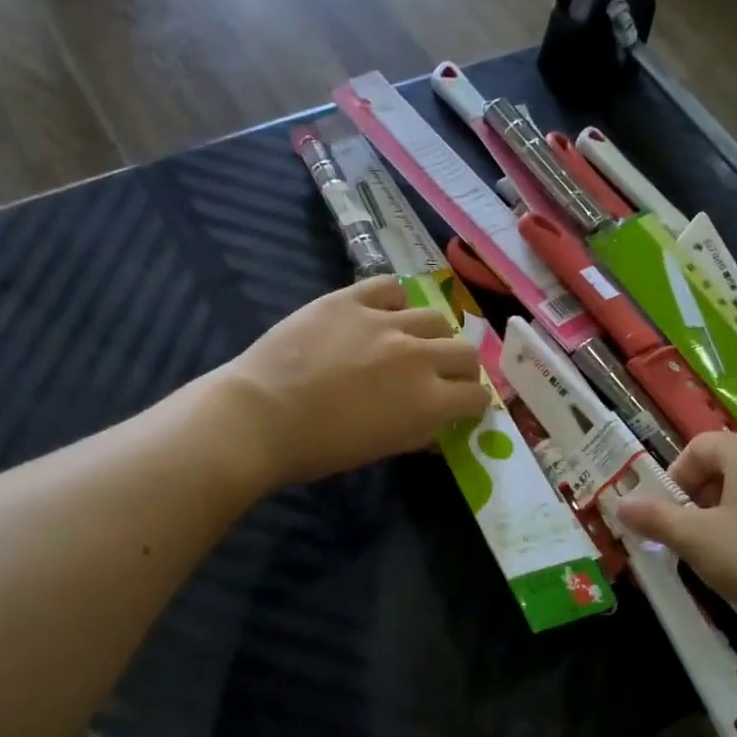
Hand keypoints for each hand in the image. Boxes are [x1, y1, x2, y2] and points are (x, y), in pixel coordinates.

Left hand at [217, 276, 491, 487]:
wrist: (260, 417)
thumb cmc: (320, 449)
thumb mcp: (381, 449)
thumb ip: (419, 433)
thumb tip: (438, 424)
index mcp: (429, 401)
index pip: (477, 396)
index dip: (473, 404)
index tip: (462, 408)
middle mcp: (418, 356)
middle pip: (466, 352)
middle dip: (462, 369)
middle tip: (443, 377)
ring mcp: (385, 321)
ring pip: (435, 316)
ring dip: (432, 335)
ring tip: (411, 344)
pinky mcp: (351, 298)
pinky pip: (391, 287)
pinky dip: (396, 301)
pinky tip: (384, 314)